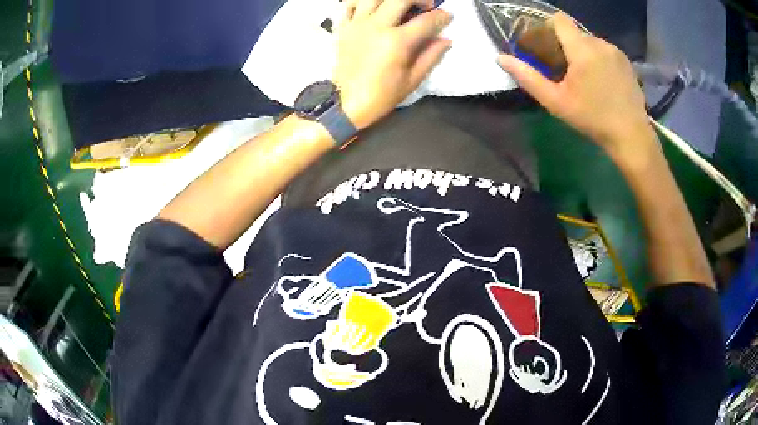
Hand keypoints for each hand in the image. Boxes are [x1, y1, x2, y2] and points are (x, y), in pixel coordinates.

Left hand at [334, 0, 452, 129]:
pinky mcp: (343, 27)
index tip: (447, 17)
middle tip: (427, 5)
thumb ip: (431, 56)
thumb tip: (446, 39)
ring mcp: (357, 24)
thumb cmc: (382, 95)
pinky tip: (374, 7)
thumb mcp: (413, 79)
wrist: (345, 103)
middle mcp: (376, 26)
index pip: (426, 20)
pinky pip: (350, 4)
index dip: (441, 16)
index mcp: (397, 41)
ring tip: (400, 4)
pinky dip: (363, 2)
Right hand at [497, 12, 652, 154]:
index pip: (559, 20)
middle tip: (563, 69)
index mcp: (582, 49)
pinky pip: (605, 50)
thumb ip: (527, 77)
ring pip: (590, 41)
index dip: (548, 28)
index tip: (546, 47)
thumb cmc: (592, 119)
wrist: (631, 136)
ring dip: (582, 52)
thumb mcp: (556, 101)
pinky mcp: (626, 62)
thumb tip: (501, 58)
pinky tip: (601, 80)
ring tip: (584, 77)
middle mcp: (600, 43)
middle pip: (574, 32)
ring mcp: (616, 52)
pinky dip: (597, 58)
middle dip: (565, 44)